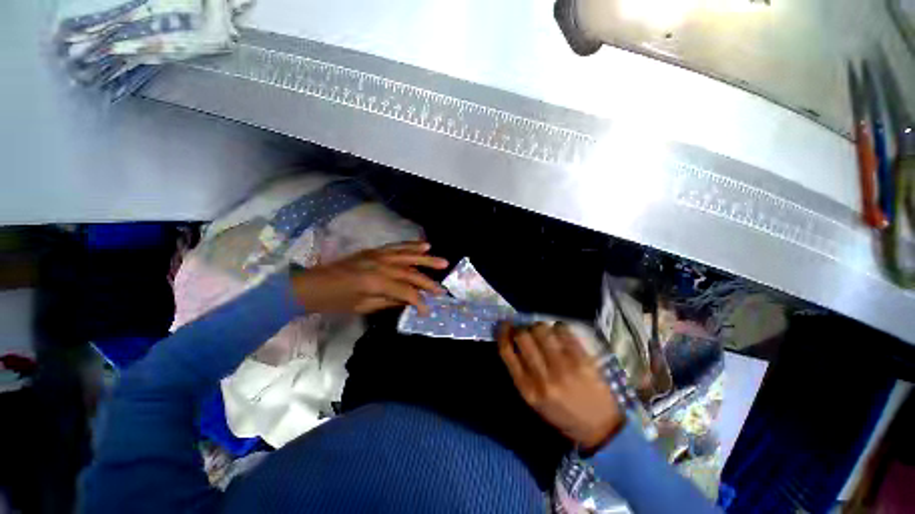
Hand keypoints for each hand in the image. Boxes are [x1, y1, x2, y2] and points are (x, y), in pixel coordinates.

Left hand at [291, 241, 447, 314]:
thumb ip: (389, 302)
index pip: (405, 291)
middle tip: (442, 289)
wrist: (312, 284)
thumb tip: (409, 301)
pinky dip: (411, 246)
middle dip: (428, 282)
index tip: (427, 310)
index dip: (419, 302)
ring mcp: (378, 255)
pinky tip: (424, 245)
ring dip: (426, 259)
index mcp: (376, 282)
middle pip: (411, 272)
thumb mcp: (362, 307)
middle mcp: (380, 265)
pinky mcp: (375, 250)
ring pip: (408, 255)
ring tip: (442, 262)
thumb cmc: (335, 301)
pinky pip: (397, 246)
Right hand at [498, 322, 623, 450]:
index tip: (504, 326)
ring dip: (538, 326)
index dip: (502, 333)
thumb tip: (512, 341)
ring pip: (541, 330)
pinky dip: (558, 327)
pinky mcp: (582, 360)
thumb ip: (521, 372)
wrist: (600, 427)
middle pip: (523, 336)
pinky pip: (562, 331)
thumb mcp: (534, 401)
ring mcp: (563, 368)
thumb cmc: (562, 413)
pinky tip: (559, 334)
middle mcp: (542, 377)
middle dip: (521, 328)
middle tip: (526, 330)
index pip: (506, 352)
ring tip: (543, 333)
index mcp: (527, 389)